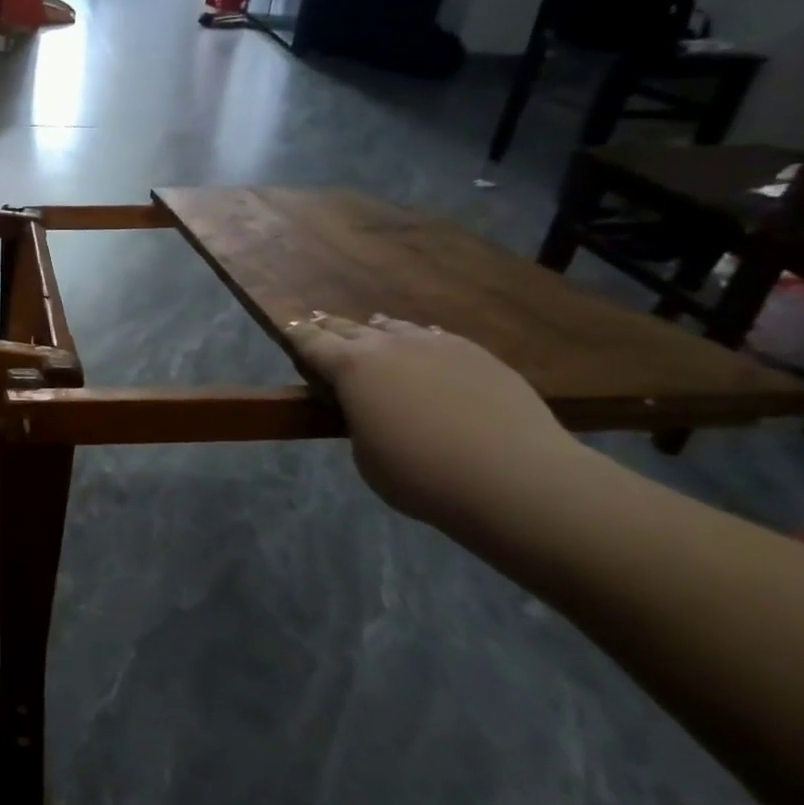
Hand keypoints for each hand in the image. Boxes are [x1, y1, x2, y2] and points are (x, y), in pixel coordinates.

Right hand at [283, 313, 584, 527]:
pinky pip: (435, 338)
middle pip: (350, 327)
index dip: (297, 335)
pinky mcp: (477, 354)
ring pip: (395, 327)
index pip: (311, 342)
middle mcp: (388, 345)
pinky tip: (425, 351)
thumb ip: (358, 421)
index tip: (288, 329)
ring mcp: (436, 344)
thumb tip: (370, 407)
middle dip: (332, 328)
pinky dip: (419, 342)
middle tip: (321, 326)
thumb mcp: (365, 455)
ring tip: (373, 331)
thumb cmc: (421, 475)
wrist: (515, 478)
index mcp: (351, 368)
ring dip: (377, 331)